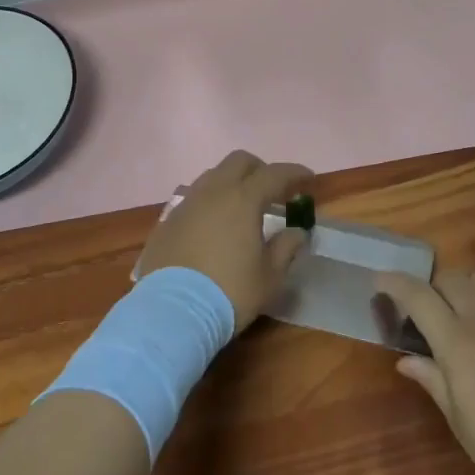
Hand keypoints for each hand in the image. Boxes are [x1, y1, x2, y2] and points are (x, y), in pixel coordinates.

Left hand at [143, 151, 313, 330]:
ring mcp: (186, 204)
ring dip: (232, 183)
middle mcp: (213, 192)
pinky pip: (193, 199)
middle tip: (273, 190)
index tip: (308, 178)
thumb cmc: (229, 292)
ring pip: (212, 176)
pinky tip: (213, 226)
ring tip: (241, 207)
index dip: (294, 173)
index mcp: (242, 199)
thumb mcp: (269, 276)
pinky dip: (210, 203)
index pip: (274, 174)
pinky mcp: (167, 221)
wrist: (172, 312)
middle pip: (238, 161)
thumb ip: (286, 248)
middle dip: (260, 169)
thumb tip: (296, 232)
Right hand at [375, 271, 474, 474]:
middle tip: (421, 312)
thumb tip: (405, 359)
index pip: (418, 296)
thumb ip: (433, 381)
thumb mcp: (462, 423)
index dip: (394, 283)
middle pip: (449, 279)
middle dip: (429, 286)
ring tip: (457, 314)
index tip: (379, 282)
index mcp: (457, 342)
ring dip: (460, 287)